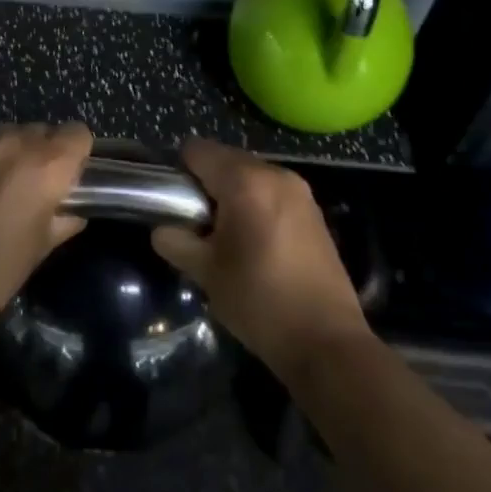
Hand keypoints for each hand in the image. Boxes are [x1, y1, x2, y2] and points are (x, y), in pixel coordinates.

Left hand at [0, 123, 91, 337]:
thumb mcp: (40, 249)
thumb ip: (62, 220)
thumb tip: (71, 212)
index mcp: (46, 165)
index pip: (78, 133)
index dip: (77, 154)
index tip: (70, 178)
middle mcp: (13, 144)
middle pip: (41, 130)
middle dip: (43, 153)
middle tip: (36, 189)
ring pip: (6, 136)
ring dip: (11, 155)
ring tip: (1, 191)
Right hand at [152, 139, 370, 379]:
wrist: (326, 341)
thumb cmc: (259, 302)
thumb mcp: (206, 273)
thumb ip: (176, 241)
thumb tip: (164, 229)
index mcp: (245, 181)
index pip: (197, 150)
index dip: (179, 172)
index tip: (175, 205)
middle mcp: (275, 174)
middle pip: (225, 159)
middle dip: (206, 184)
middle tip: (198, 226)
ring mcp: (299, 190)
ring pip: (250, 175)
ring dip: (232, 195)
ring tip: (226, 238)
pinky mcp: (314, 210)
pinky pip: (271, 191)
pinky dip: (256, 204)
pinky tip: (255, 244)